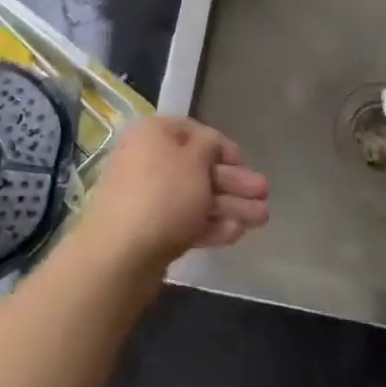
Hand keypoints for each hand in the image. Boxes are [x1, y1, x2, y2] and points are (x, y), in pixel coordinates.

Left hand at [83, 116, 268, 274]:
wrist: (120, 255)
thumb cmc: (163, 194)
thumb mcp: (195, 160)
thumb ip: (210, 146)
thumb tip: (209, 145)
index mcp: (152, 133)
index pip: (194, 132)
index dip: (223, 146)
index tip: (245, 163)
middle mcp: (147, 160)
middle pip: (198, 168)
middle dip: (234, 182)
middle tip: (265, 194)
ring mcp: (146, 198)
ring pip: (195, 197)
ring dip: (230, 206)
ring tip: (262, 219)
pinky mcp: (149, 231)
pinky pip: (184, 221)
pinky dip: (210, 225)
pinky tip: (236, 233)